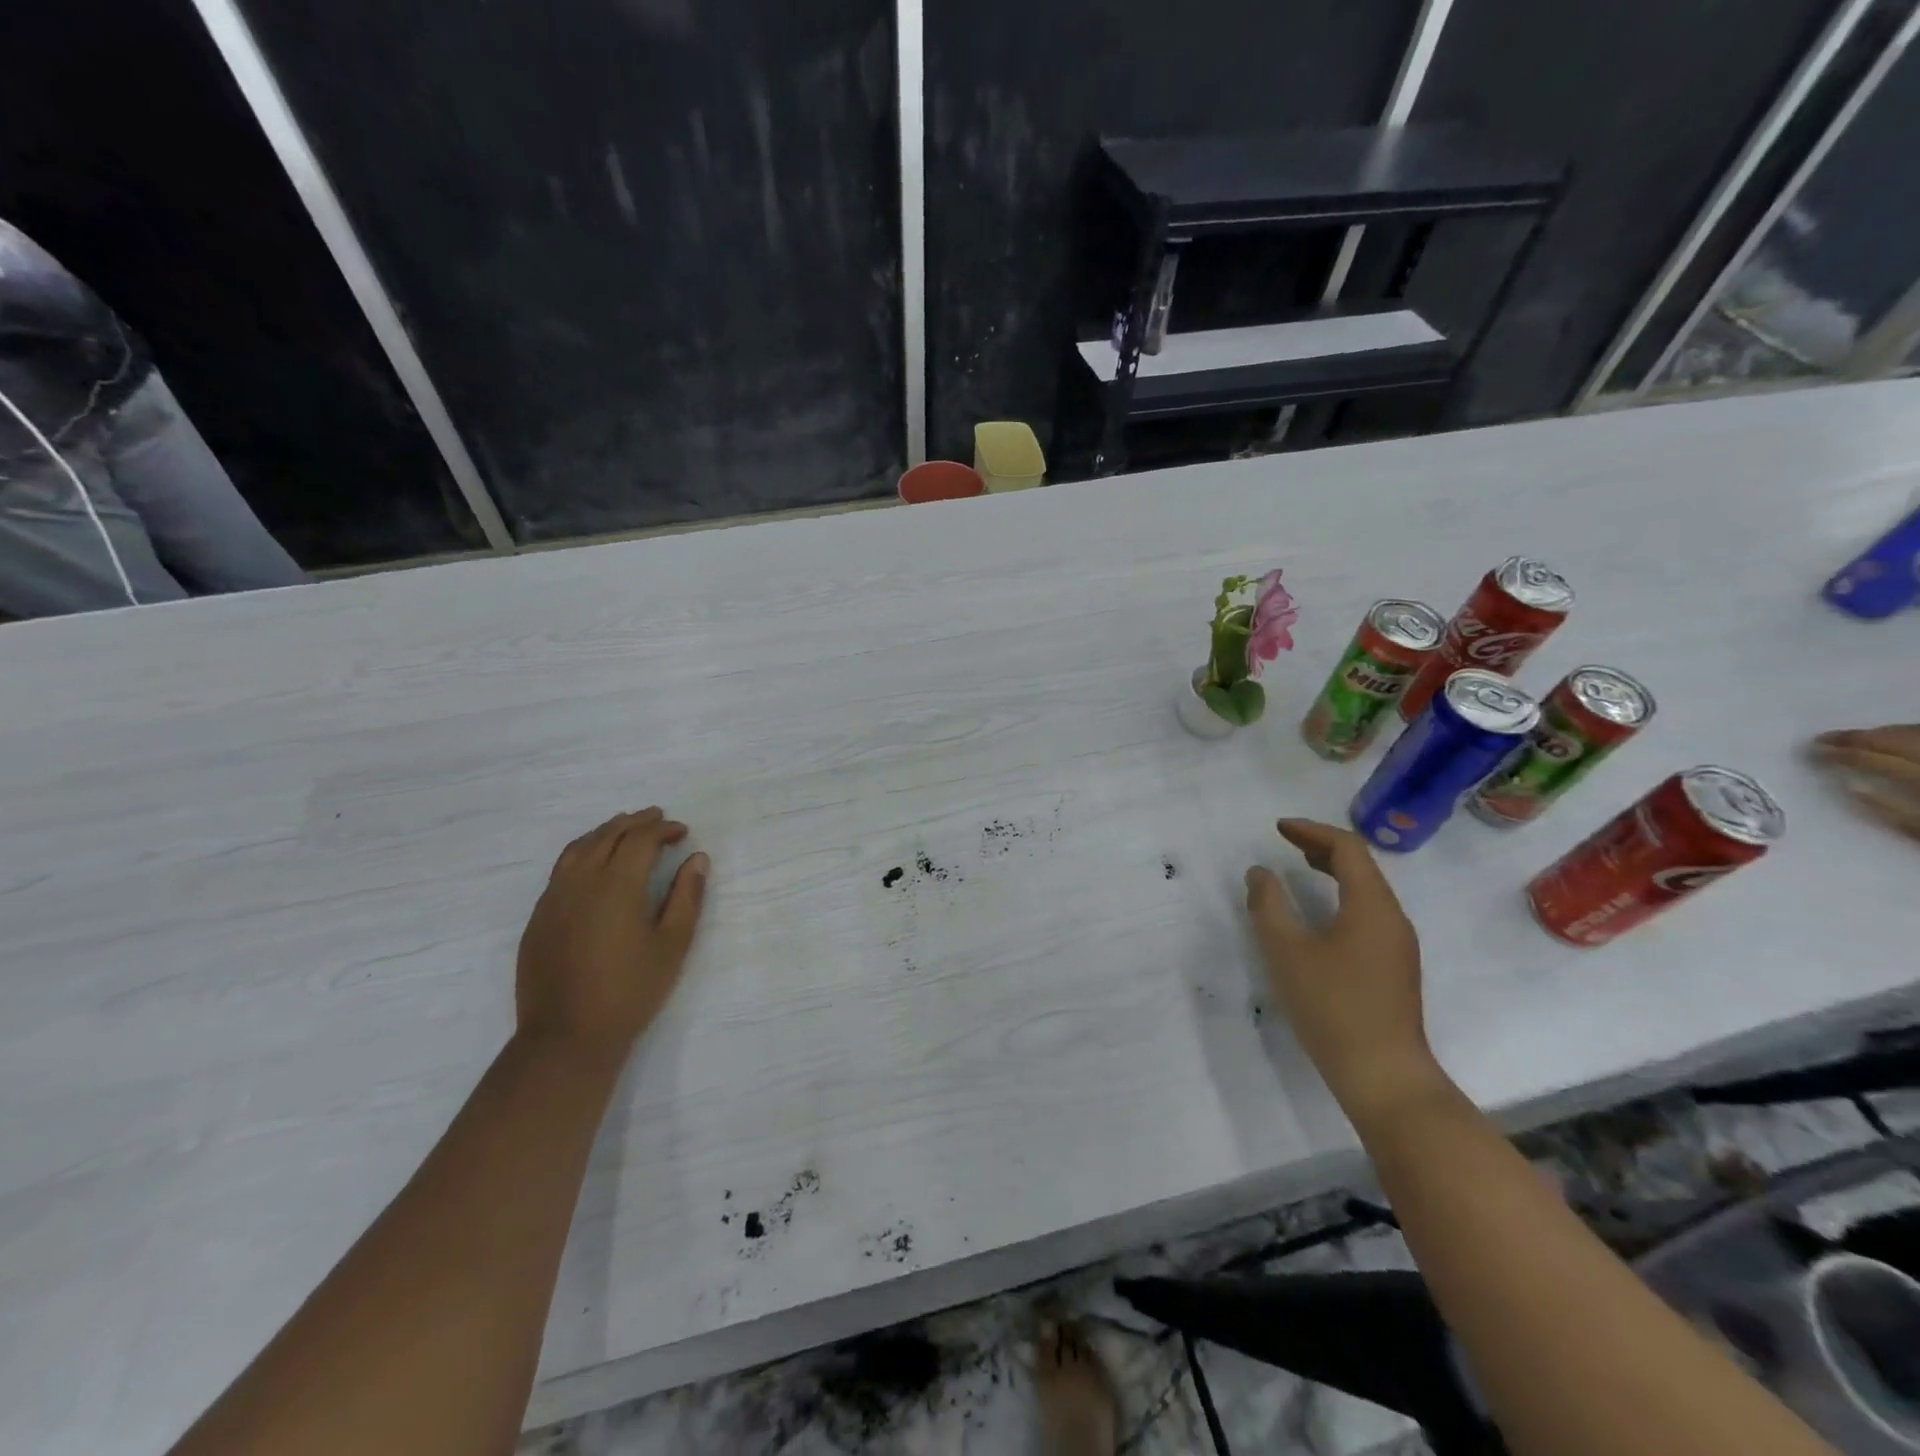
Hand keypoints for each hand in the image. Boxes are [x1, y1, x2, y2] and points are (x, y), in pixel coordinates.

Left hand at [516, 808, 708, 1058]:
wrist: (567, 1036)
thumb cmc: (631, 990)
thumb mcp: (673, 944)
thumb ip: (687, 896)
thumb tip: (697, 858)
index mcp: (617, 884)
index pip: (640, 839)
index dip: (663, 829)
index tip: (682, 832)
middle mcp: (581, 881)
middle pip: (608, 835)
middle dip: (635, 822)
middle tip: (657, 818)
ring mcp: (553, 898)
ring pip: (579, 848)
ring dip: (605, 832)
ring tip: (624, 828)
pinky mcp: (538, 917)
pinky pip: (561, 869)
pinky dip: (582, 852)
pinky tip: (593, 863)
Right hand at [1244, 819, 1447, 1123]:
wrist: (1383, 1075)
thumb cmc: (1332, 1006)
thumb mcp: (1286, 951)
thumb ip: (1268, 905)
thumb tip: (1260, 873)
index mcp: (1371, 905)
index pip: (1347, 847)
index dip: (1311, 831)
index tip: (1278, 829)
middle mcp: (1392, 917)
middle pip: (1361, 865)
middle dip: (1321, 847)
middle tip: (1286, 841)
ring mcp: (1398, 944)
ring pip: (1367, 890)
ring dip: (1333, 871)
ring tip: (1299, 868)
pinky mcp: (1394, 967)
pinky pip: (1369, 912)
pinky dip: (1341, 896)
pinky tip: (1319, 915)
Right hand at [1814, 726, 1919, 838]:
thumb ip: (1892, 811)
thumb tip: (1849, 785)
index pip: (1874, 756)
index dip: (1841, 749)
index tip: (1813, 747)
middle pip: (1900, 738)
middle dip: (1863, 737)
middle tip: (1830, 739)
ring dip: (1891, 734)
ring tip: (1867, 738)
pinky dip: (1915, 736)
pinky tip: (1908, 742)